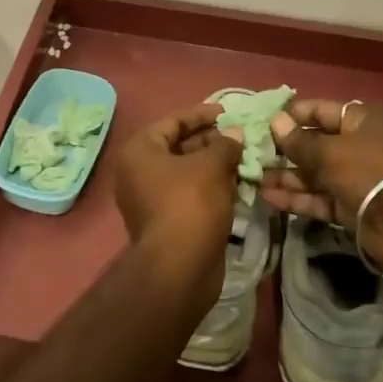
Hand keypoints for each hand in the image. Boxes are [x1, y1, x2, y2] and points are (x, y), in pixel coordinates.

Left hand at [112, 103, 243, 298]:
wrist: (180, 267)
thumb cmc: (190, 203)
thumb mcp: (211, 166)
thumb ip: (224, 144)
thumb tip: (234, 134)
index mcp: (139, 151)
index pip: (173, 122)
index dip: (202, 115)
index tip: (229, 114)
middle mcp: (138, 172)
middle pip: (179, 147)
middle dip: (211, 142)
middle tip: (241, 139)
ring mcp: (150, 199)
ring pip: (187, 173)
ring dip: (214, 165)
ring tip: (244, 159)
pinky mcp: (166, 221)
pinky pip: (189, 194)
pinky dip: (211, 187)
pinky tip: (237, 185)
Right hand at [259, 99, 382, 271]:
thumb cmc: (368, 171)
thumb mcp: (329, 152)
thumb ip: (298, 141)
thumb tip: (275, 121)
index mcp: (360, 121)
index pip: (320, 111)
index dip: (292, 115)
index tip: (263, 122)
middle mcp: (358, 146)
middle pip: (315, 143)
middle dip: (284, 149)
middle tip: (252, 152)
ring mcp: (354, 178)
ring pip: (314, 174)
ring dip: (286, 176)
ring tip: (254, 178)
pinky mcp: (350, 206)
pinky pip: (319, 198)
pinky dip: (297, 198)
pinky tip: (269, 198)